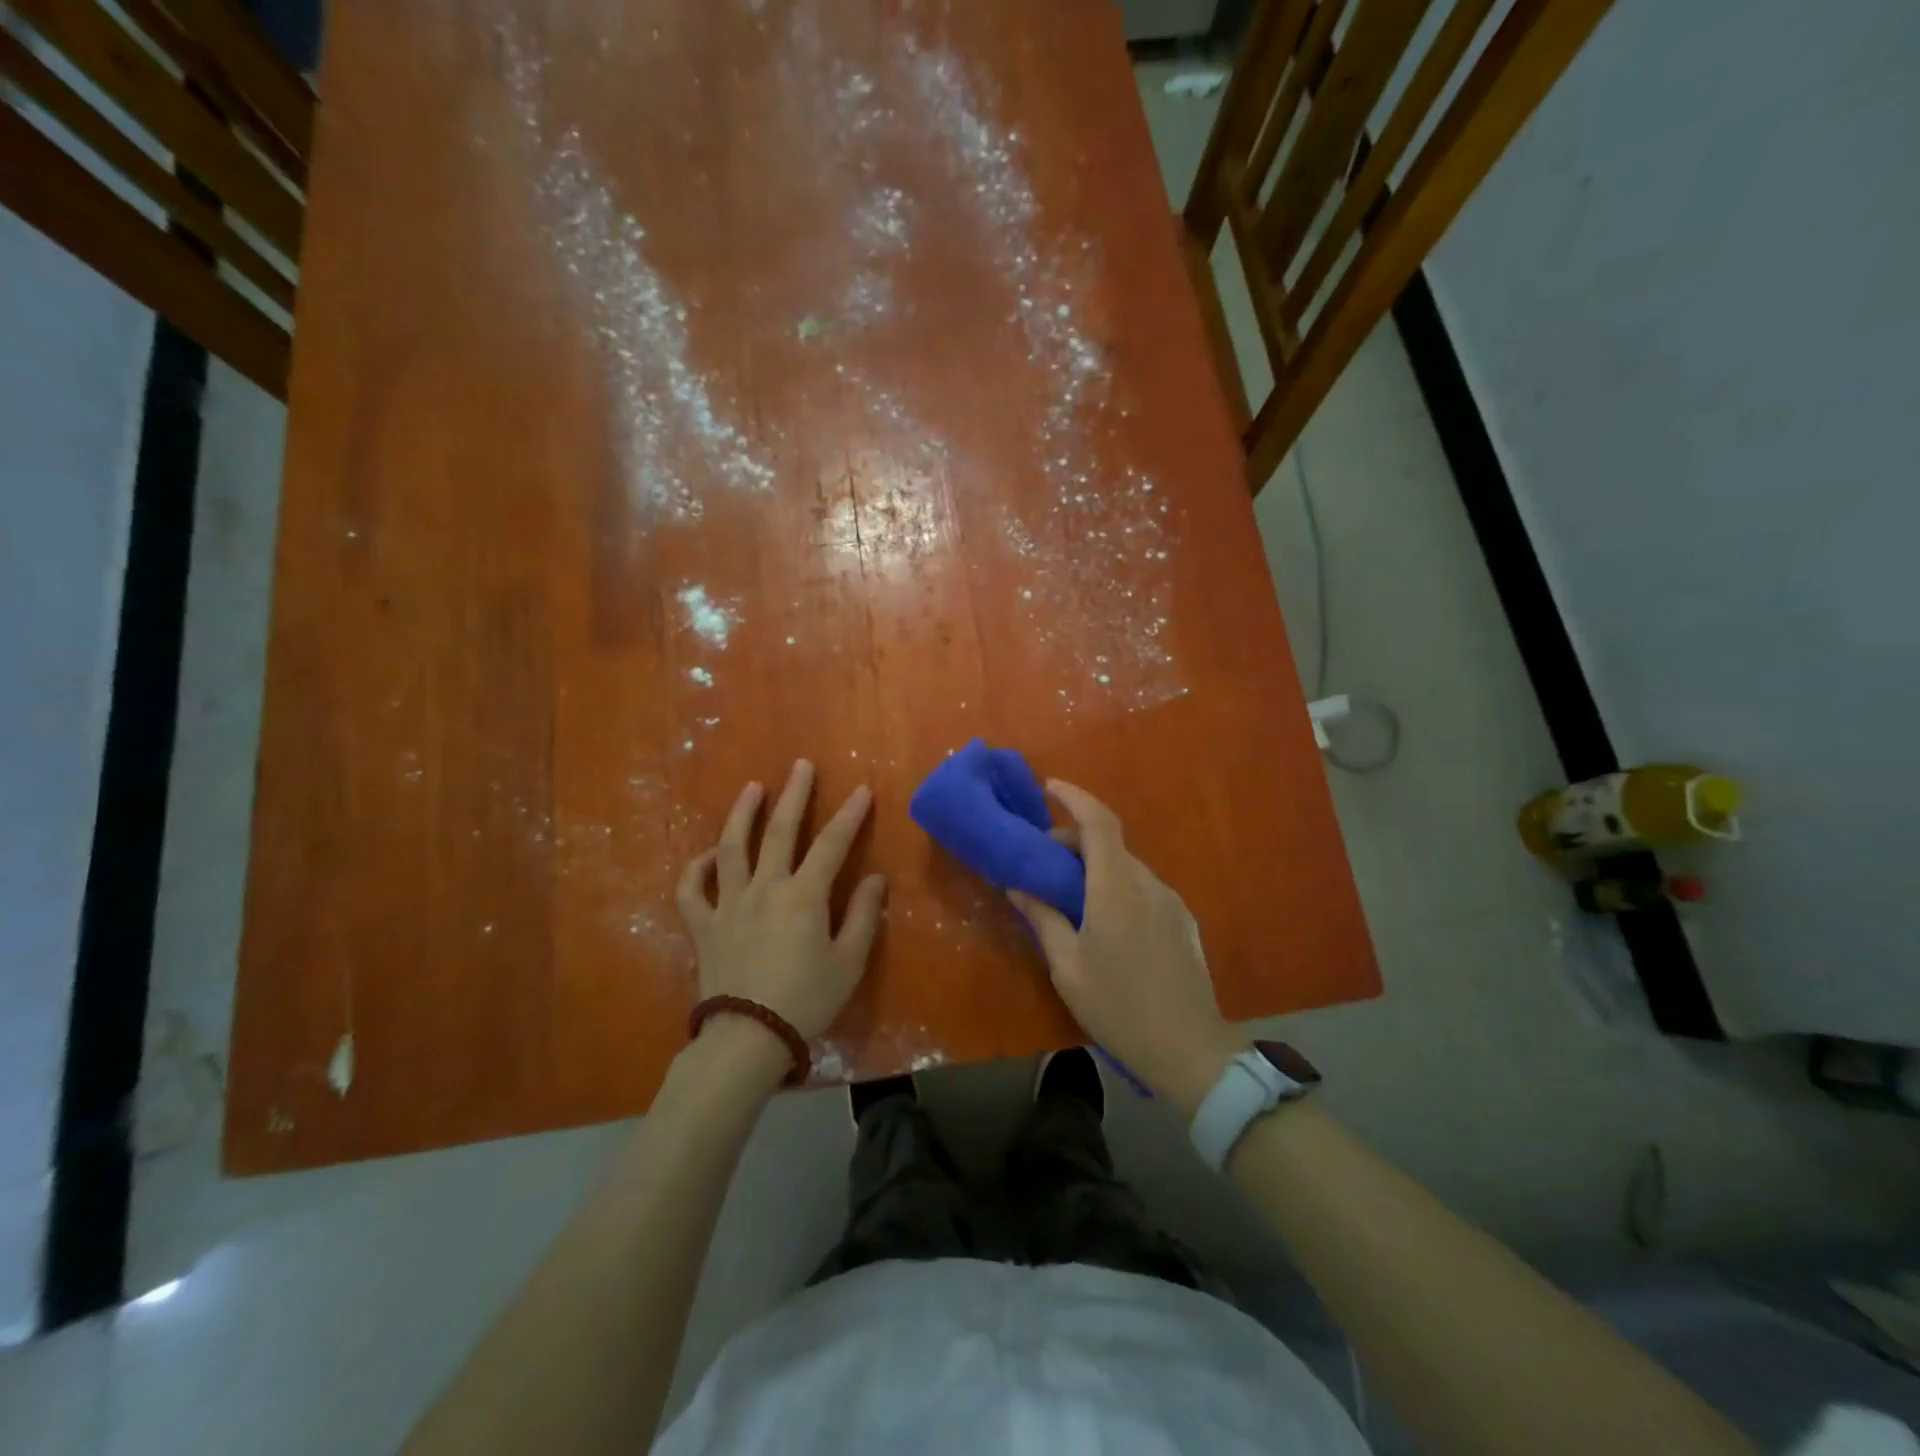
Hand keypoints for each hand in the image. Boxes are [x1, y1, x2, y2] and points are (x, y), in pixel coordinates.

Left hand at [675, 761, 886, 1042]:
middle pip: (779, 831)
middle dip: (794, 795)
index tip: (862, 790)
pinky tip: (708, 855)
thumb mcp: (849, 962)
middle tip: (801, 766)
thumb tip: (876, 879)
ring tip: (751, 788)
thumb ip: (864, 916)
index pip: (831, 844)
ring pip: (731, 848)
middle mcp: (765, 888)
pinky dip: (697, 868)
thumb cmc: (806, 1000)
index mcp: (804, 896)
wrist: (747, 1037)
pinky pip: (692, 890)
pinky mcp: (704, 925)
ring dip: (742, 814)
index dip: (849, 815)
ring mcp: (729, 904)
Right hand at [1008, 780, 1240, 1112]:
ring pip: (1126, 866)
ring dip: (1096, 867)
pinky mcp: (1183, 921)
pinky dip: (1117, 886)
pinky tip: (1105, 922)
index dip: (1074, 796)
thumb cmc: (1117, 1006)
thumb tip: (1016, 884)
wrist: (1188, 1050)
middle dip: (1074, 842)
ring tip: (1070, 899)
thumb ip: (1042, 916)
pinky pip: (1144, 888)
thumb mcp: (1067, 965)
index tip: (1049, 787)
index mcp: (1115, 886)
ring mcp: (1171, 901)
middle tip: (1043, 866)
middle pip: (1110, 843)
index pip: (1099, 821)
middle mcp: (1147, 882)